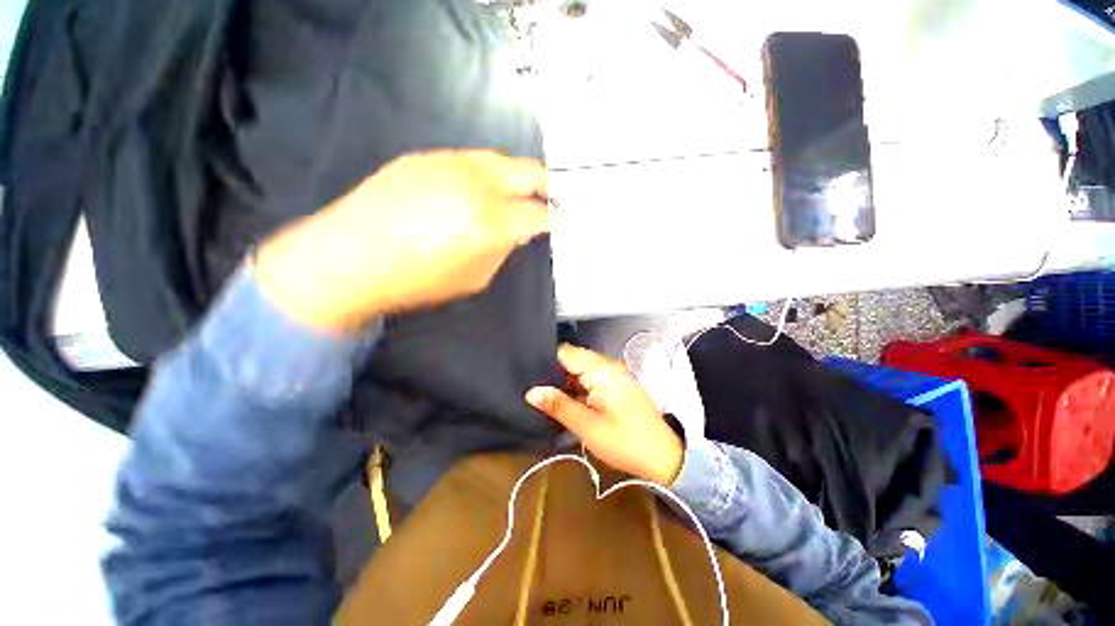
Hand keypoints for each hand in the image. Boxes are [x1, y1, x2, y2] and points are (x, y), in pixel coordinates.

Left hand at [255, 150, 549, 332]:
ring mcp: (450, 162)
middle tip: (557, 197)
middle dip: (549, 185)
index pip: (540, 215)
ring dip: (518, 175)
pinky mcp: (426, 156)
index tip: (571, 225)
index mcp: (491, 221)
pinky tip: (483, 187)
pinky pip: (470, 159)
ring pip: (501, 160)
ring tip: (523, 191)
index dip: (560, 222)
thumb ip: (502, 249)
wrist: (349, 258)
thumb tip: (516, 231)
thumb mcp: (475, 277)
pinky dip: (487, 173)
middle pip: (529, 172)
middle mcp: (477, 183)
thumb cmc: (417, 281)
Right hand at [526, 345, 684, 485]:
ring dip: (565, 382)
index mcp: (600, 370)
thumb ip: (558, 405)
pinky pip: (591, 378)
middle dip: (554, 373)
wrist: (663, 456)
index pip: (565, 353)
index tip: (528, 375)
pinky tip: (567, 401)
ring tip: (545, 396)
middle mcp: (607, 365)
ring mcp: (614, 374)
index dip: (546, 361)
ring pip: (581, 370)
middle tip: (534, 390)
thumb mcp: (587, 426)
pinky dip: (578, 387)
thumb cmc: (624, 441)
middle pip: (573, 359)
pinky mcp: (617, 385)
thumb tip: (531, 392)